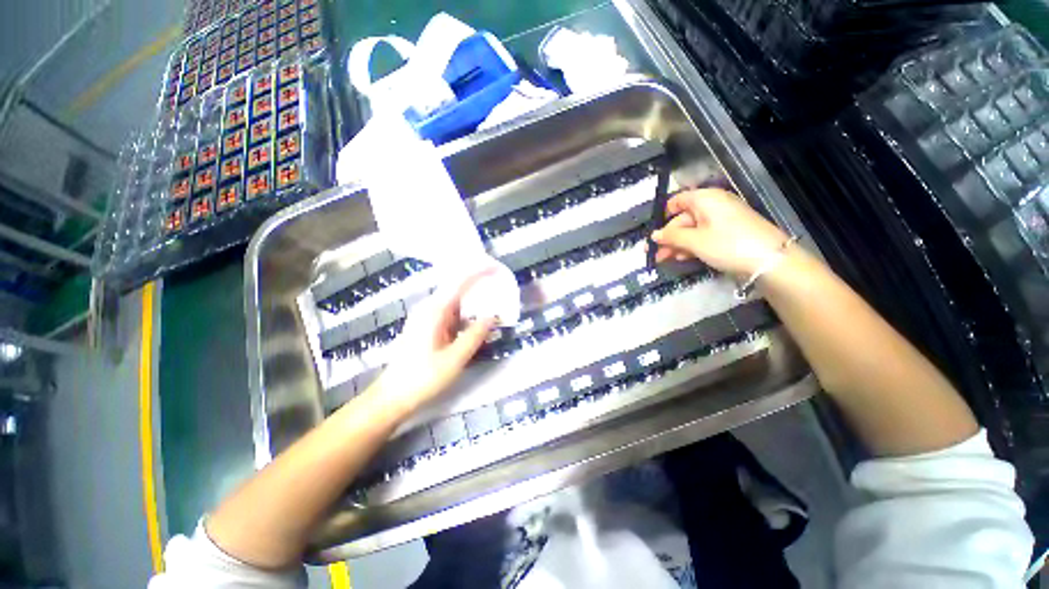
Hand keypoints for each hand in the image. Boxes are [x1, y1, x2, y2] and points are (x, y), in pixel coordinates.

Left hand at [374, 270, 497, 416]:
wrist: (393, 397)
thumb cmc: (422, 378)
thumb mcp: (454, 359)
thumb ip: (475, 335)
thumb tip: (493, 316)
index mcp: (434, 310)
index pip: (459, 281)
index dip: (478, 271)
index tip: (497, 268)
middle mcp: (429, 308)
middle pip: (457, 286)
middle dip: (479, 282)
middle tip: (501, 283)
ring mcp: (427, 316)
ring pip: (455, 300)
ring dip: (474, 297)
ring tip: (495, 298)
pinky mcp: (428, 326)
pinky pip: (451, 311)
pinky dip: (467, 311)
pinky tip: (478, 317)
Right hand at [651, 189, 789, 276]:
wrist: (770, 260)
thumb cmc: (728, 244)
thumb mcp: (695, 241)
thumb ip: (671, 237)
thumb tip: (653, 236)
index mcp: (705, 199)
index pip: (677, 201)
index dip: (662, 216)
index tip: (653, 234)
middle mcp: (713, 205)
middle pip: (683, 219)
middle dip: (667, 237)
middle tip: (654, 254)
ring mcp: (722, 219)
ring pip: (692, 230)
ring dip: (677, 244)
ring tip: (663, 260)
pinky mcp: (728, 233)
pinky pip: (703, 236)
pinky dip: (691, 246)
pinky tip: (682, 258)